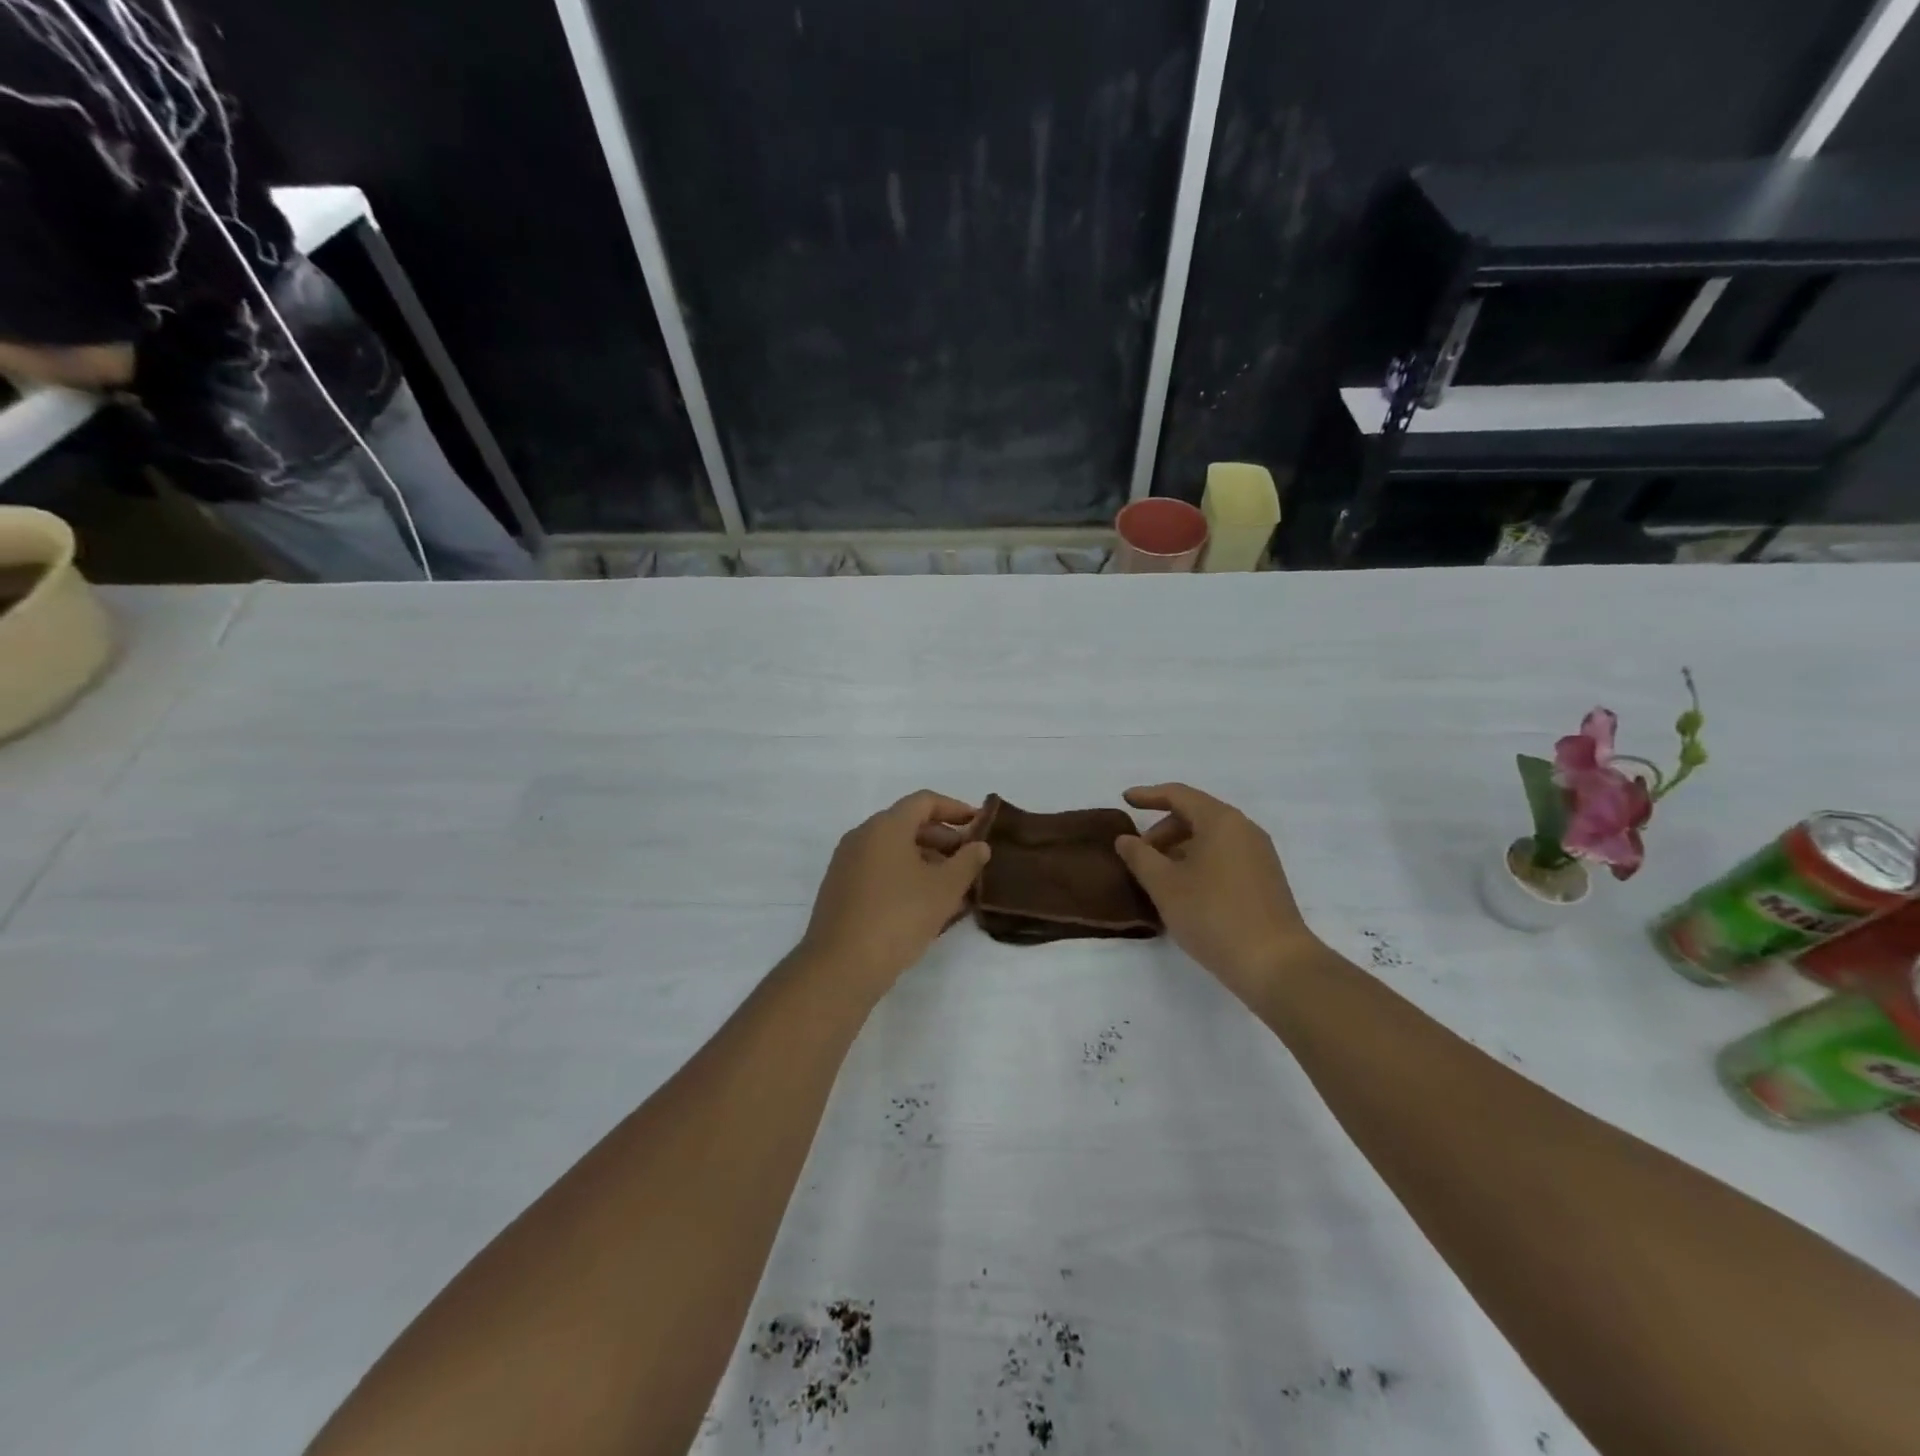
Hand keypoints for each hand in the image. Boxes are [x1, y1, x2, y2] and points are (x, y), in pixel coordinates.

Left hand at [798, 792, 990, 994]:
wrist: (842, 965)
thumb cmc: (899, 917)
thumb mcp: (944, 889)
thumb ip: (967, 862)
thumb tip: (979, 845)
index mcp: (885, 826)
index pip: (924, 801)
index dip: (955, 808)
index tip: (979, 825)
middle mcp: (862, 836)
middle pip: (908, 824)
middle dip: (942, 839)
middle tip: (969, 860)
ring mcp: (846, 863)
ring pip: (893, 850)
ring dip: (925, 860)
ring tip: (952, 887)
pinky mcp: (840, 889)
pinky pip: (879, 870)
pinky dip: (904, 876)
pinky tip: (923, 904)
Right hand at [1114, 783, 1319, 1005]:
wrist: (1275, 963)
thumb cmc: (1213, 915)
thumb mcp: (1165, 885)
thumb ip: (1140, 856)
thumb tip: (1126, 839)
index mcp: (1221, 821)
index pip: (1179, 795)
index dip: (1148, 795)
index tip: (1125, 801)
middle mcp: (1244, 829)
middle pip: (1196, 815)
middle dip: (1163, 830)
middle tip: (1139, 855)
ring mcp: (1259, 855)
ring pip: (1211, 838)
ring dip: (1180, 848)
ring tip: (1159, 876)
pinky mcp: (1266, 879)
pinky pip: (1225, 856)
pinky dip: (1200, 861)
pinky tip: (1186, 890)